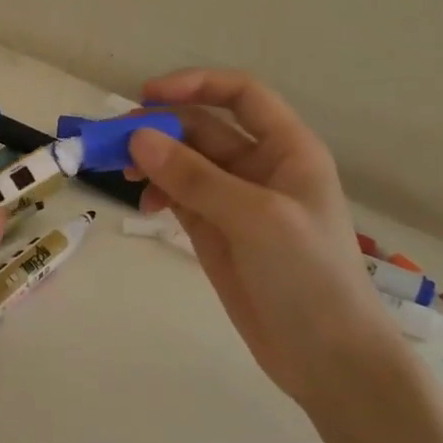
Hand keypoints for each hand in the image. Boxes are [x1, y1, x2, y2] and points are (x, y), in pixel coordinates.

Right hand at [126, 68, 405, 408]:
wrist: (327, 357)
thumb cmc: (307, 275)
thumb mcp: (254, 217)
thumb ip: (194, 176)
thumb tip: (137, 137)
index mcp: (287, 149)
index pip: (240, 95)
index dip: (195, 85)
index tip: (147, 95)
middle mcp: (261, 167)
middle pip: (203, 128)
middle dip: (161, 128)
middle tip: (115, 142)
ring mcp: (236, 201)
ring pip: (185, 163)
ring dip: (153, 161)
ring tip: (123, 175)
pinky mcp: (216, 232)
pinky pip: (180, 197)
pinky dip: (159, 193)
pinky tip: (146, 206)